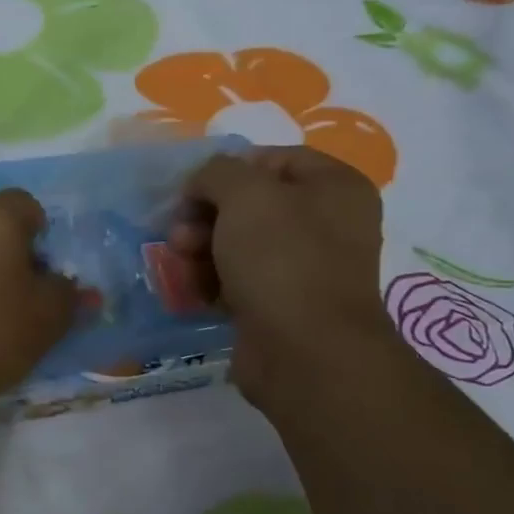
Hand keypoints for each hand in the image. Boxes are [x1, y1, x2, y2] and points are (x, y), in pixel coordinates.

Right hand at [172, 146, 391, 409]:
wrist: (305, 354)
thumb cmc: (282, 259)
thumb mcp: (245, 193)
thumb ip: (217, 172)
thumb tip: (203, 184)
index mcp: (335, 187)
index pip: (272, 159)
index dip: (228, 169)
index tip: (193, 189)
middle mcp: (327, 224)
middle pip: (250, 204)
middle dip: (205, 215)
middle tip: (179, 232)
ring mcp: (304, 268)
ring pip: (238, 243)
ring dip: (200, 248)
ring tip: (180, 261)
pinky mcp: (280, 305)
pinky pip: (238, 280)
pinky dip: (211, 280)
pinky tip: (191, 288)